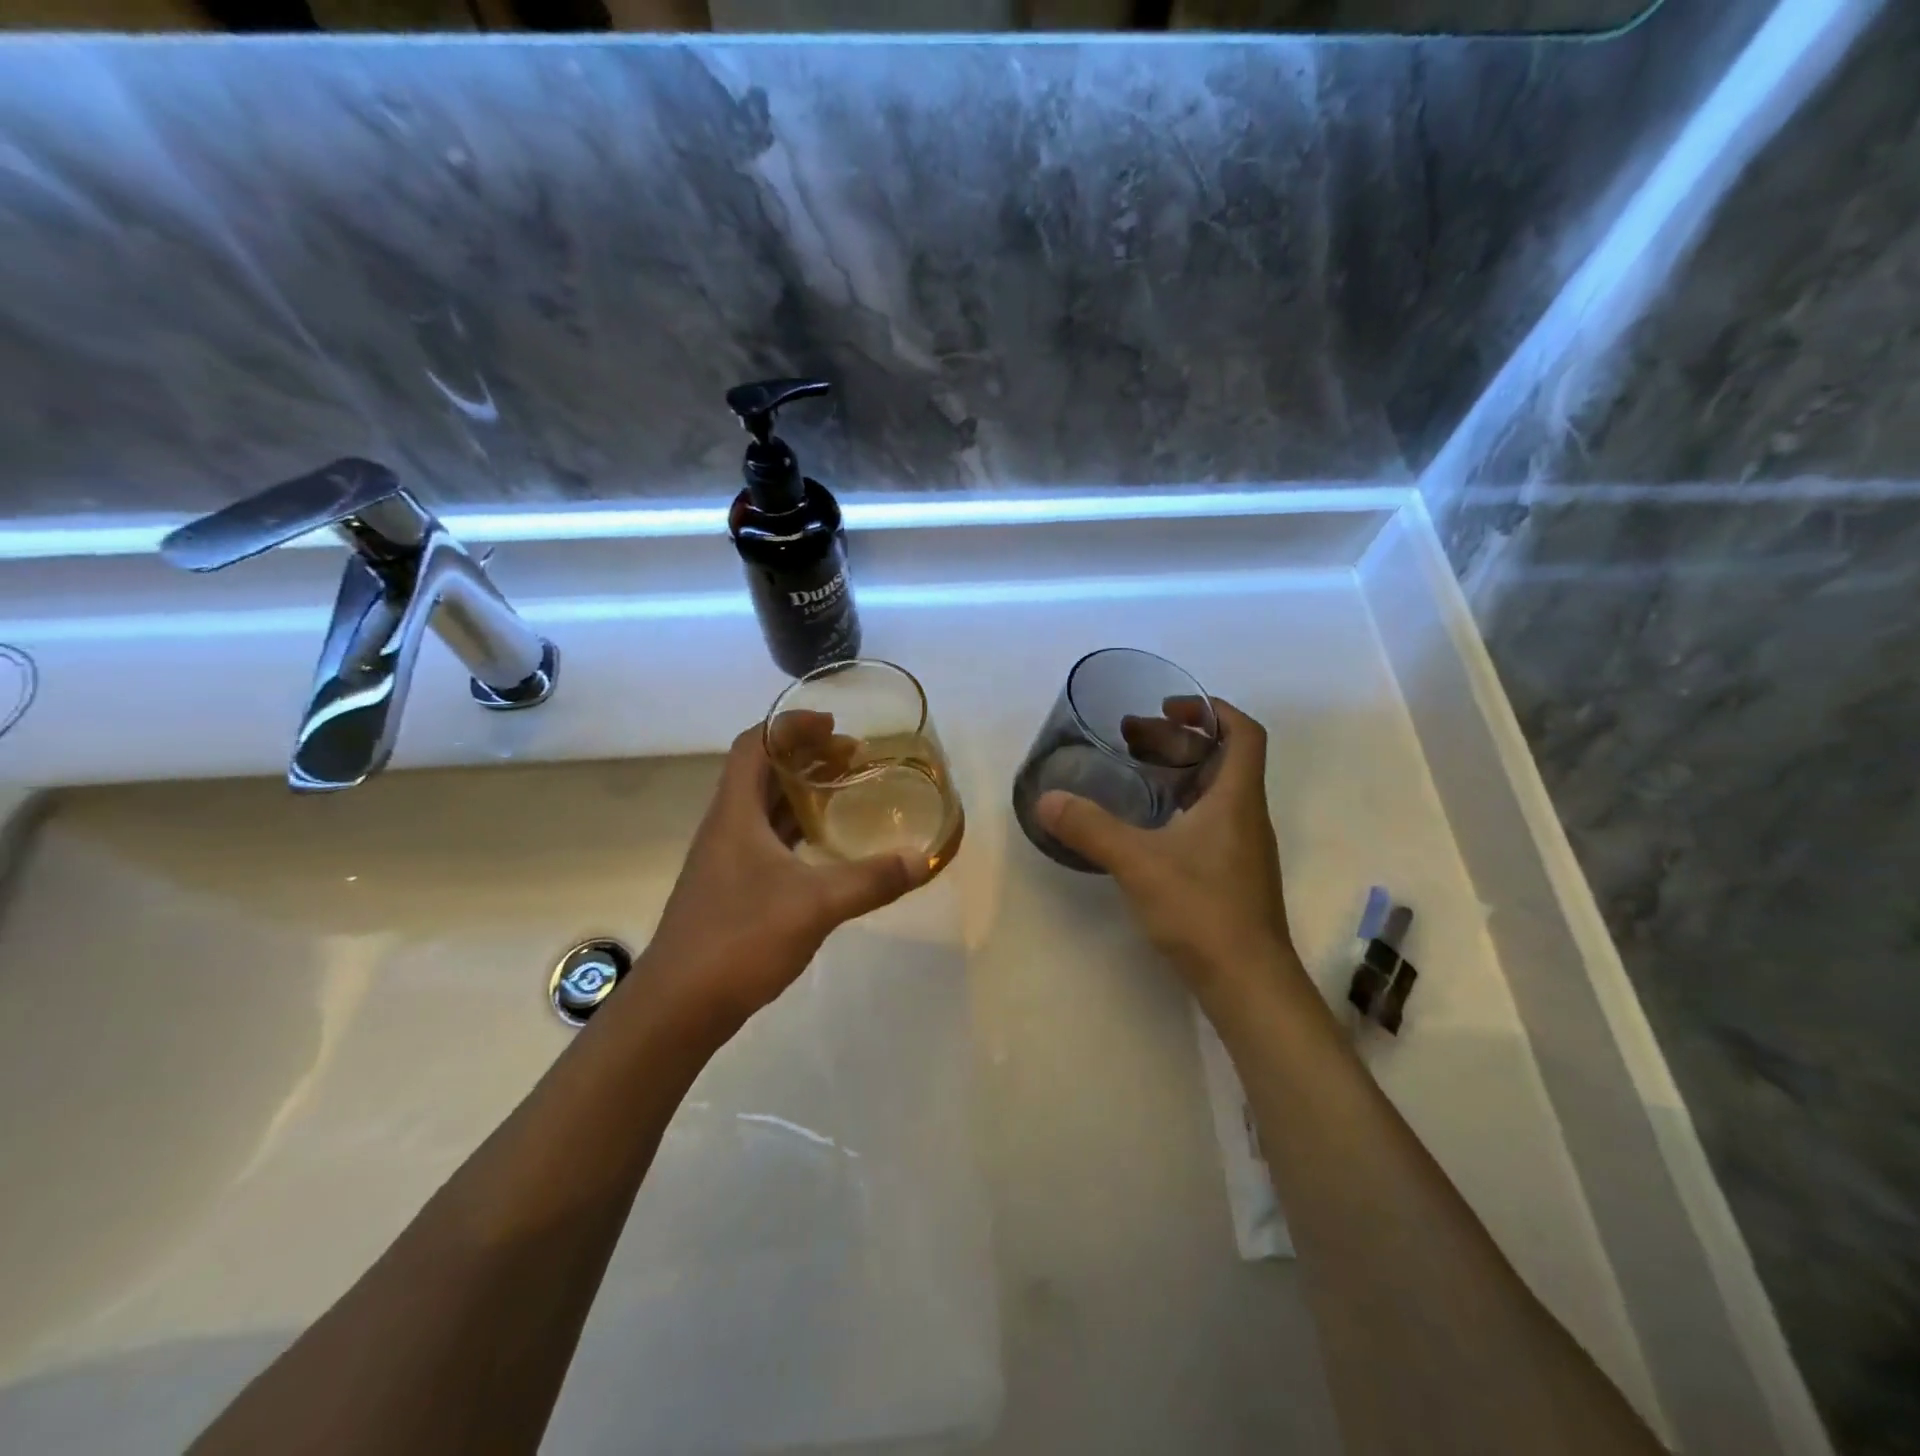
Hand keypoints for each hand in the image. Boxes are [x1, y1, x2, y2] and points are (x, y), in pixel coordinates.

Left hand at [642, 724, 929, 1027]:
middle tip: (853, 758)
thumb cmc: (739, 939)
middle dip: (805, 757)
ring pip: (763, 809)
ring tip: (844, 791)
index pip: (754, 745)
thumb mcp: (815, 905)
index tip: (833, 725)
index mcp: (735, 814)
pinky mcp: (730, 890)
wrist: (678, 1007)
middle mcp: (726, 828)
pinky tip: (824, 847)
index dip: (790, 726)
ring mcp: (725, 861)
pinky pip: (766, 841)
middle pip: (761, 772)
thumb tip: (923, 859)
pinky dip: (796, 831)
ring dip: (800, 793)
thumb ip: (871, 880)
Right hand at [1036, 697, 1300, 1001]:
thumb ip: (1091, 828)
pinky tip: (1145, 823)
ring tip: (1133, 770)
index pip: (1243, 732)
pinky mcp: (1231, 873)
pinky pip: (1207, 820)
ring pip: (1214, 791)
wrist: (1248, 982)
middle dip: (1177, 738)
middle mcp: (1246, 815)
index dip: (1211, 709)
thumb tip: (1046, 800)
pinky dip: (1178, 806)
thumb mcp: (1138, 863)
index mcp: (1236, 798)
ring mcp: (1241, 847)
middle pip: (1221, 758)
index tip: (1168, 705)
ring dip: (1177, 772)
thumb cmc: (1202, 910)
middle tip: (1130, 736)